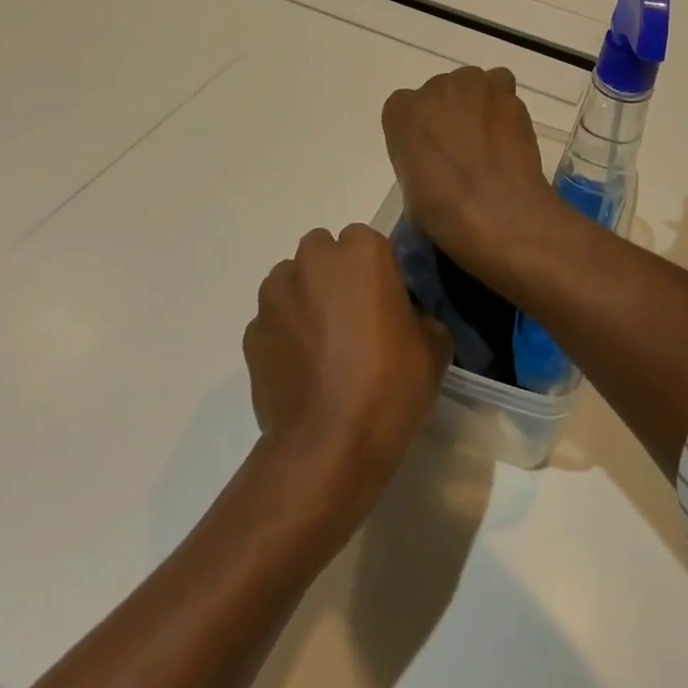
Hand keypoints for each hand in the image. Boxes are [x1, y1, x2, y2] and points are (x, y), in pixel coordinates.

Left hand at [244, 225, 451, 514]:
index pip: (367, 240)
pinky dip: (284, 334)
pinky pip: (272, 320)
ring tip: (322, 343)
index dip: (376, 269)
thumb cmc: (390, 386)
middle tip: (353, 316)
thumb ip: (420, 314)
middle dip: (334, 273)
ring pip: (291, 280)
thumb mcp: (435, 347)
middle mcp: (313, 261)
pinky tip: (301, 369)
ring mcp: (276, 296)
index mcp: (362, 253)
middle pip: (323, 251)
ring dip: (305, 298)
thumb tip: (406, 316)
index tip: (386, 300)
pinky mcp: (252, 333)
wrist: (329, 446)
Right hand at [381, 66, 560, 272]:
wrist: (497, 210)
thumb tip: (435, 164)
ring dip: (477, 103)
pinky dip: (503, 105)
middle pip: (440, 91)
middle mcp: (434, 89)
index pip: (404, 108)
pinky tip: (508, 132)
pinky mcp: (505, 93)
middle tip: (462, 146)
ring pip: (472, 83)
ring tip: (488, 137)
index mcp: (401, 113)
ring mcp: (472, 86)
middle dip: (449, 113)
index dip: (419, 130)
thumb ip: (416, 161)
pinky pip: (501, 87)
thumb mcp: (410, 191)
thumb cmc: (444, 211)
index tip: (430, 152)